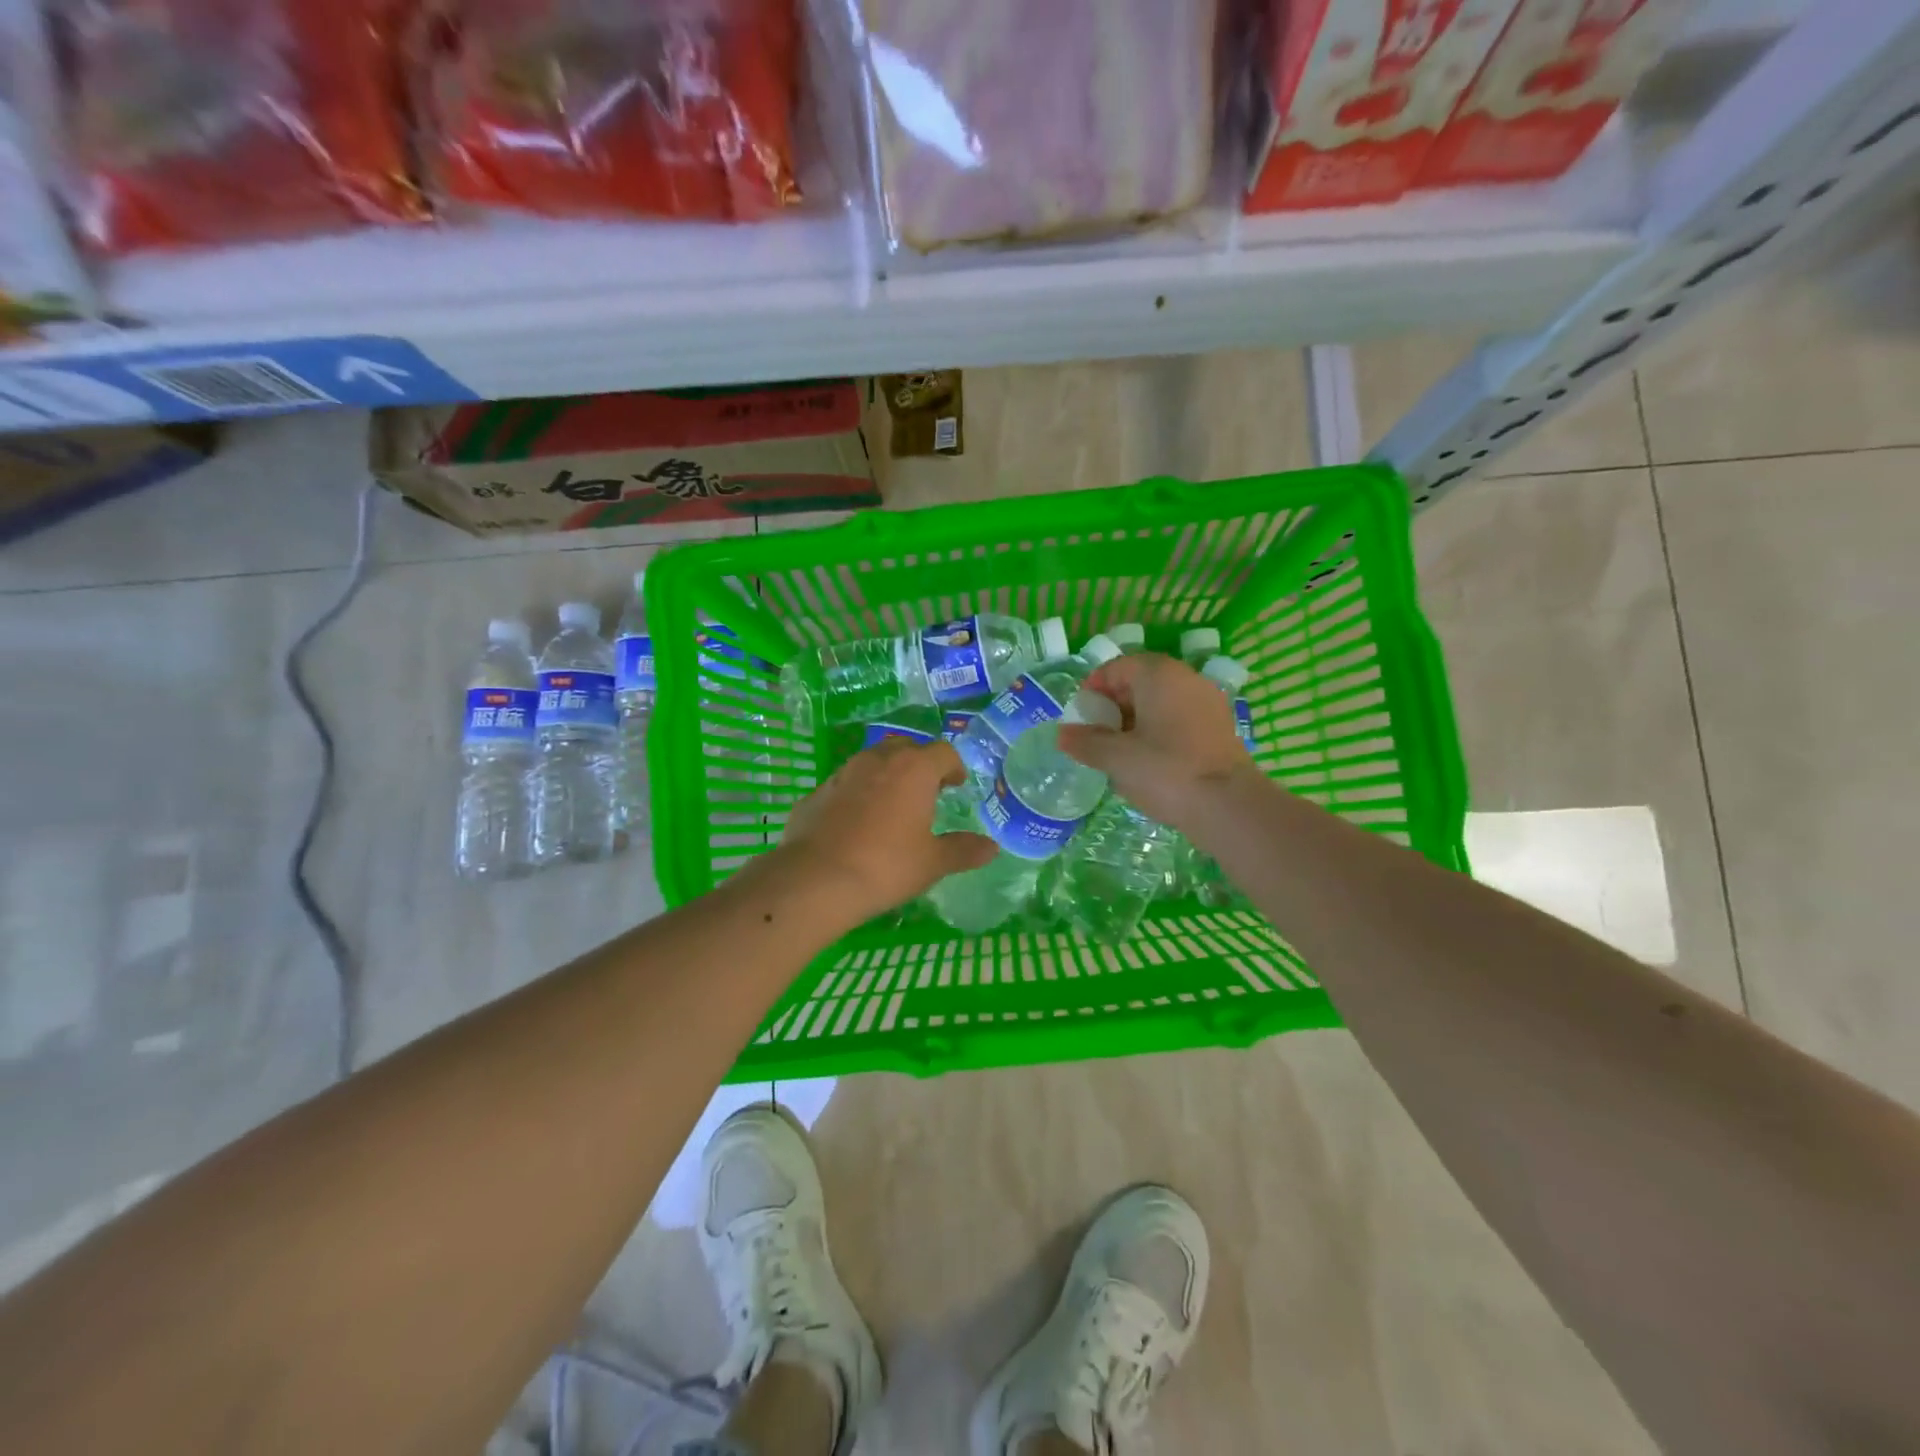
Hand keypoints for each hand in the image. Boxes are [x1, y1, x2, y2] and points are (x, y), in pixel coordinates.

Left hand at [773, 738, 995, 923]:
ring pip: (871, 762)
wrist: (817, 880)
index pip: (943, 752)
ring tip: (891, 807)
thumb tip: (990, 847)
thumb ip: (963, 850)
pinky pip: (844, 786)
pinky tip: (855, 825)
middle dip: (918, 764)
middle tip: (926, 792)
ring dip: (885, 776)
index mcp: (914, 770)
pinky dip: (855, 796)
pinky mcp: (816, 793)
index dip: (953, 766)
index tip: (956, 785)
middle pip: (905, 748)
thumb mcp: (933, 863)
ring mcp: (842, 774)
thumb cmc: (887, 866)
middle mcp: (877, 760)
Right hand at [1056, 652, 1255, 829]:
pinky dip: (1160, 732)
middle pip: (1140, 682)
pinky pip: (1179, 719)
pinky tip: (1150, 762)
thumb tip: (1062, 734)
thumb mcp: (1116, 758)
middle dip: (1114, 706)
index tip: (1081, 718)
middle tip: (1097, 736)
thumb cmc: (1165, 772)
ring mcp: (1207, 702)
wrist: (1228, 806)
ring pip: (1161, 702)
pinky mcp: (1219, 727)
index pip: (1116, 667)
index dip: (1093, 690)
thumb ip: (1086, 742)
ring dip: (1136, 720)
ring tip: (1120, 752)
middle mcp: (1186, 678)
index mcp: (1158, 675)